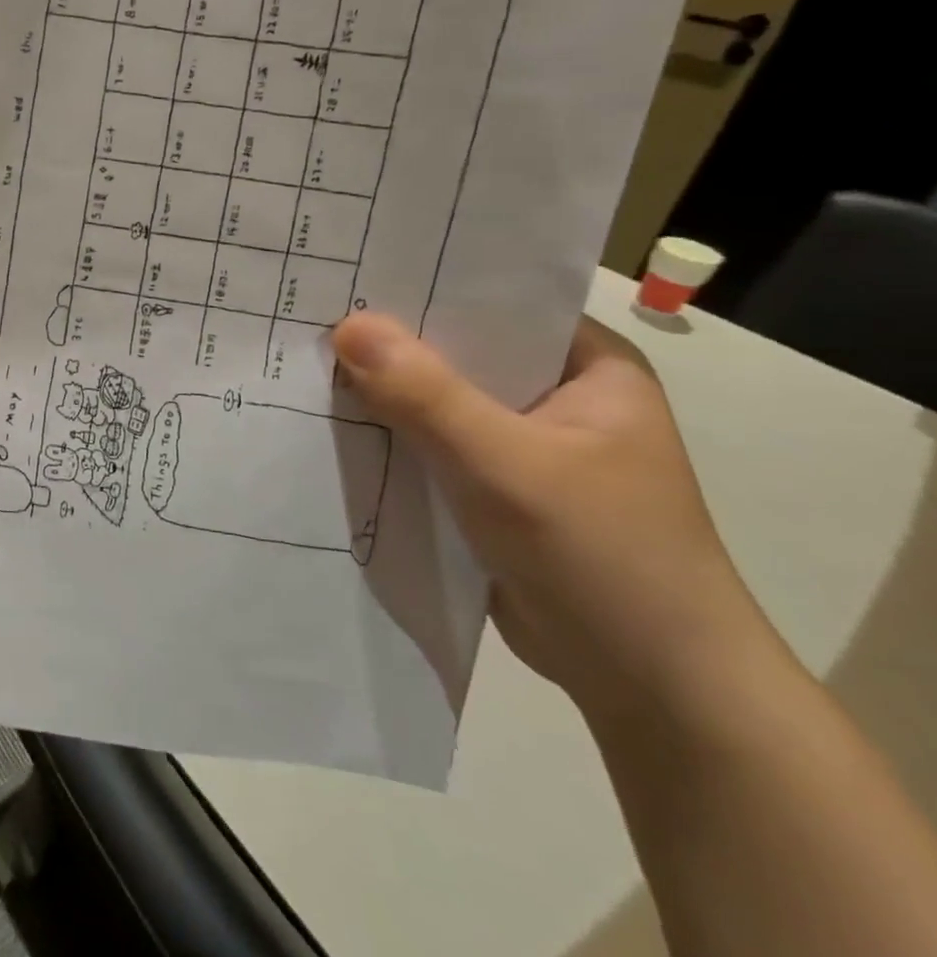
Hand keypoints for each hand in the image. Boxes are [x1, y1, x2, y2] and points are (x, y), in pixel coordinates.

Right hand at [332, 312, 776, 728]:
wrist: (650, 687)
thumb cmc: (601, 555)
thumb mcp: (506, 464)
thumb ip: (424, 395)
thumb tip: (346, 324)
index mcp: (588, 368)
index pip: (496, 303)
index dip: (424, 285)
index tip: (351, 270)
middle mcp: (555, 397)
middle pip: (459, 352)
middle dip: (390, 342)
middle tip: (311, 311)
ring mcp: (524, 446)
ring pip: (438, 402)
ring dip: (383, 392)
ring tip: (305, 358)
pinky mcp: (493, 489)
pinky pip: (430, 446)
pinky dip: (389, 437)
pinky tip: (332, 421)